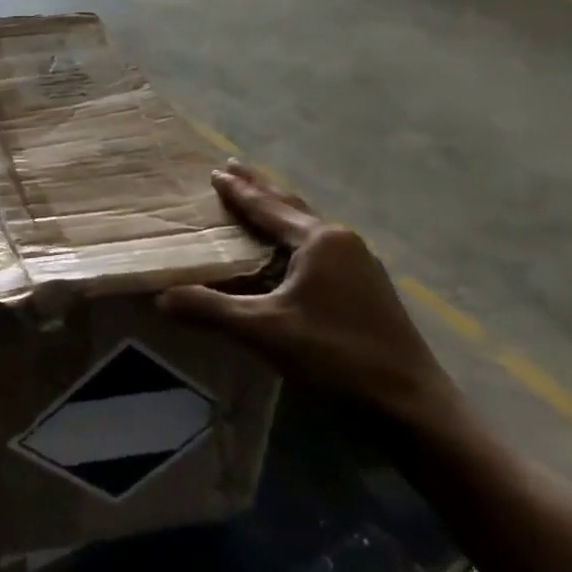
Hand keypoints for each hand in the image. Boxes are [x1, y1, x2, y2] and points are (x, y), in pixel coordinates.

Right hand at [157, 163, 458, 426]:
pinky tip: (290, 251)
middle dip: (261, 188)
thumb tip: (161, 297)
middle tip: (234, 167)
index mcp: (319, 241)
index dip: (238, 190)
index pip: (267, 207)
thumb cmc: (335, 355)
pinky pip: (321, 248)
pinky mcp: (368, 288)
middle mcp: (342, 242)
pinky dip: (295, 237)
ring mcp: (361, 265)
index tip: (216, 171)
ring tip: (259, 201)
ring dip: (280, 212)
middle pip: (292, 207)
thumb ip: (210, 309)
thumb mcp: (263, 331)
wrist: (410, 403)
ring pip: (309, 227)